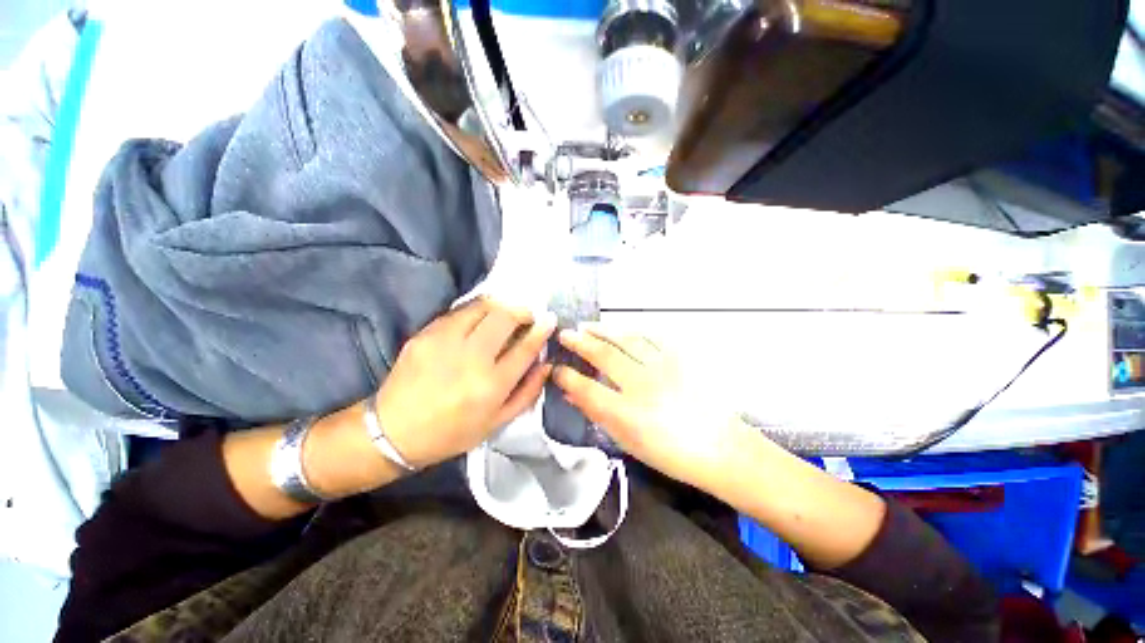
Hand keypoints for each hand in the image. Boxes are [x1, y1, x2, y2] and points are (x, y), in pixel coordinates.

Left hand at [374, 299, 555, 468]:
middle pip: (505, 318)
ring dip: (500, 307)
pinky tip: (477, 322)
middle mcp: (471, 359)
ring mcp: (445, 342)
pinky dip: (476, 312)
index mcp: (491, 385)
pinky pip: (458, 313)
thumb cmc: (451, 433)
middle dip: (522, 312)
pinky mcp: (425, 334)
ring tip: (504, 314)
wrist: (393, 432)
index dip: (541, 329)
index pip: (525, 347)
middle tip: (526, 316)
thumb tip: (545, 365)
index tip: (549, 319)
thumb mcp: (497, 423)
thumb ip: (527, 393)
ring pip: (482, 307)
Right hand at [552, 325, 741, 489]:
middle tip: (565, 334)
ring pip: (626, 340)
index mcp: (627, 413)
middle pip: (604, 356)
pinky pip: (651, 338)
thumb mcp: (628, 442)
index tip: (556, 368)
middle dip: (580, 343)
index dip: (567, 376)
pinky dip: (632, 331)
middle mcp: (642, 385)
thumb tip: (573, 395)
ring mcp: (662, 368)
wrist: (719, 447)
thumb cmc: (670, 453)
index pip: (587, 388)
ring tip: (587, 326)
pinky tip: (622, 329)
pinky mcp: (679, 359)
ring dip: (603, 331)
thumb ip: (598, 415)